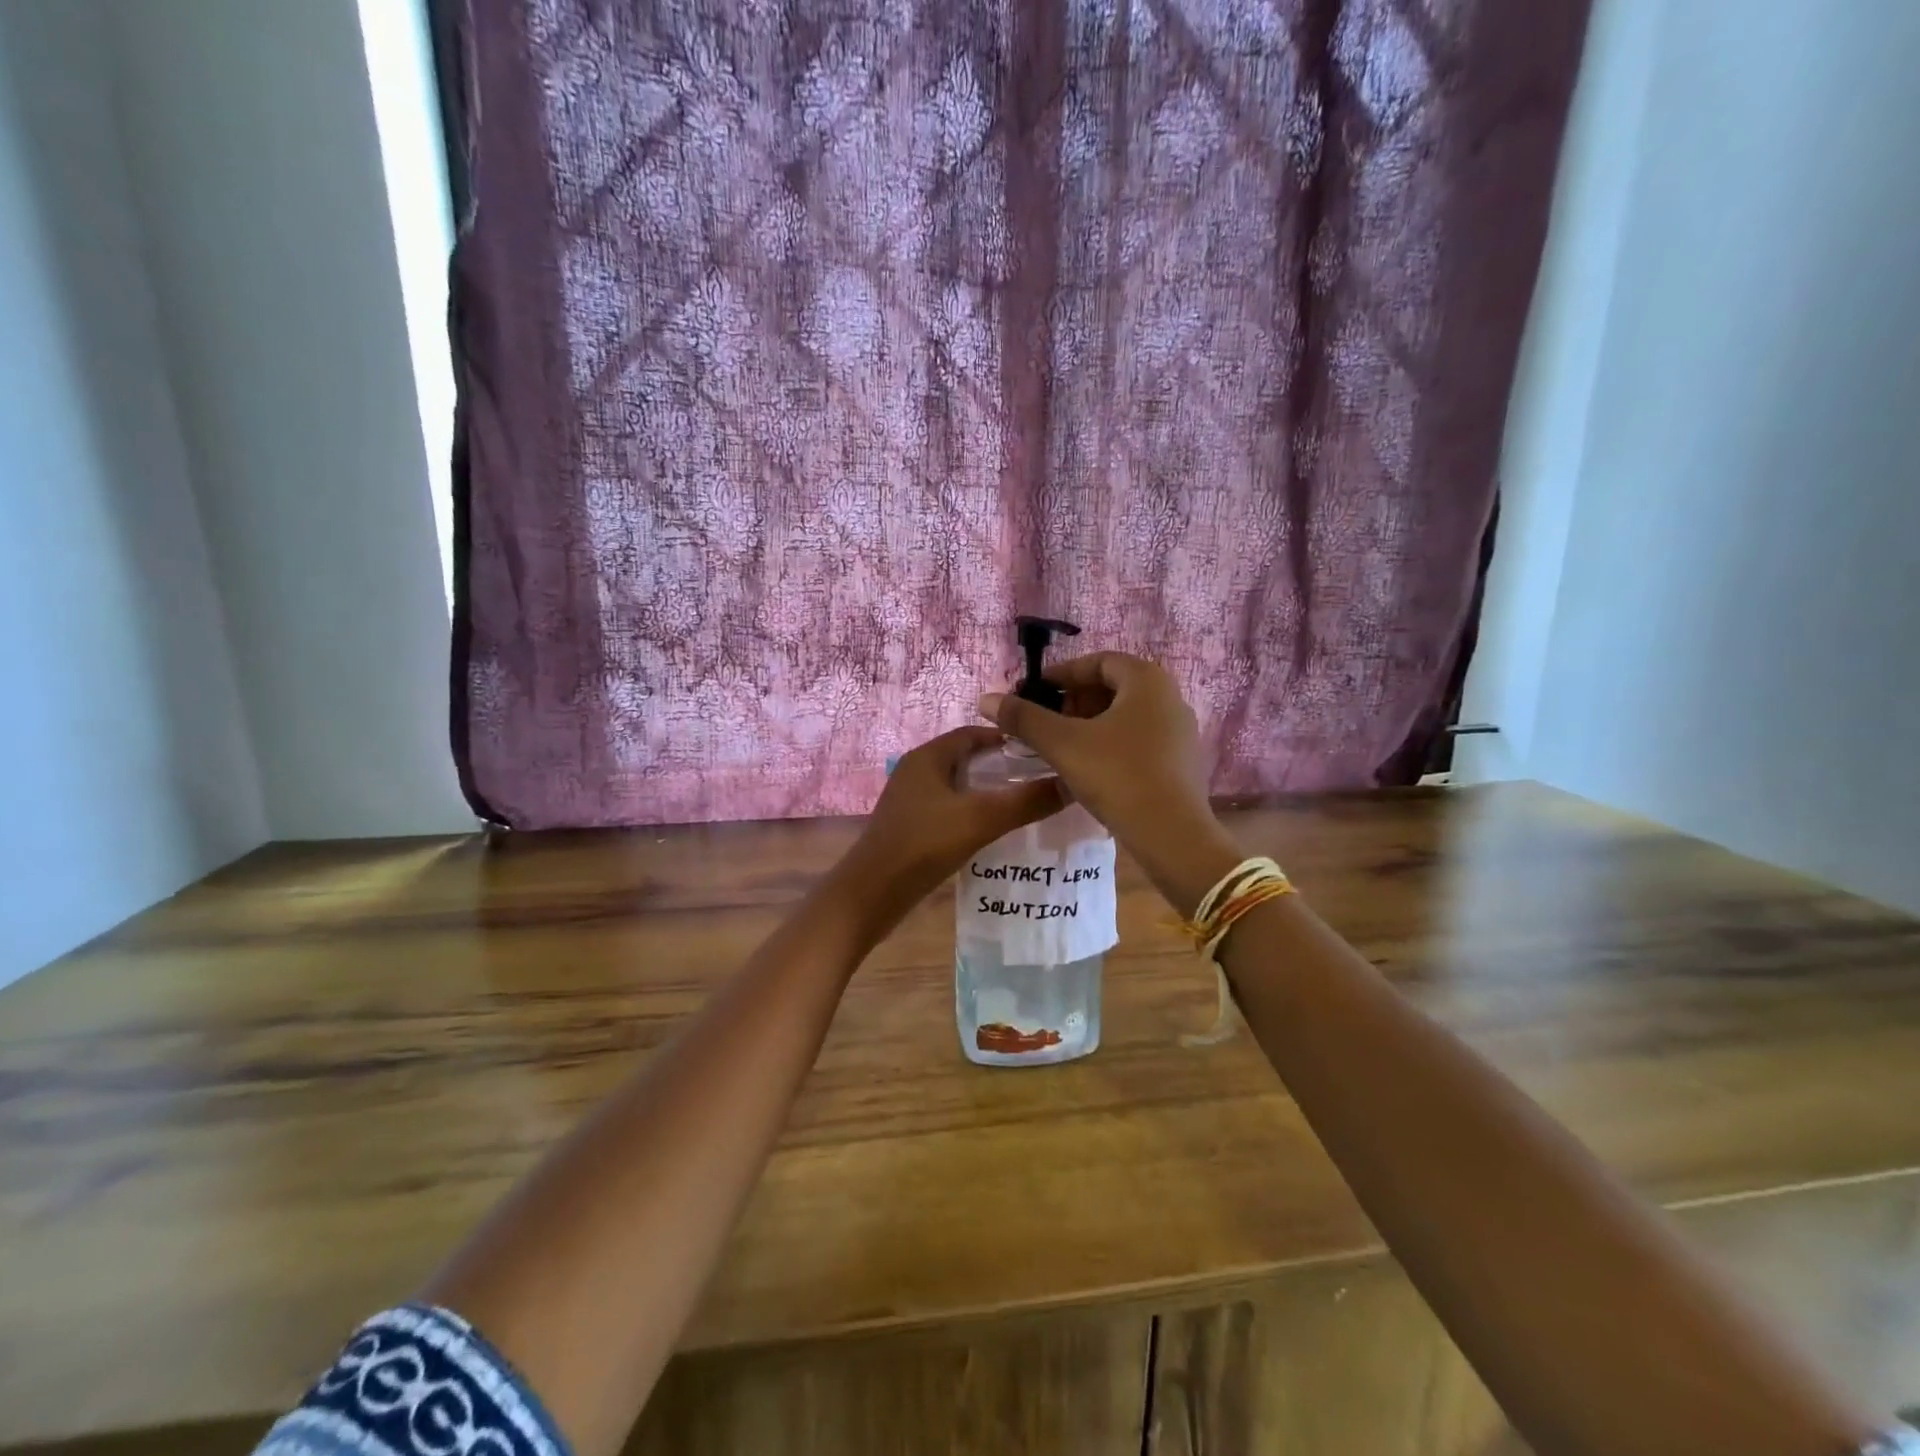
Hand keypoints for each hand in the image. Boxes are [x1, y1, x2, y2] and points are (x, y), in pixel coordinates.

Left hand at [830, 725, 1065, 935]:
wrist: (871, 894)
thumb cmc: (923, 845)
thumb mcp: (980, 819)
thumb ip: (1026, 801)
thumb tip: (1071, 783)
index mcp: (928, 757)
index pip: (974, 733)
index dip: (1008, 739)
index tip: (1042, 752)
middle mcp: (917, 771)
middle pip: (967, 759)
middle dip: (1002, 767)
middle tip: (1040, 780)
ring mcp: (911, 800)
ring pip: (958, 786)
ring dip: (988, 792)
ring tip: (1025, 805)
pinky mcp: (910, 825)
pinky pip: (949, 809)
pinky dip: (972, 813)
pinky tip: (994, 831)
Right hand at [977, 654, 1234, 912]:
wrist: (1171, 835)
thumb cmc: (1117, 776)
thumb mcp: (1063, 744)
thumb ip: (1024, 718)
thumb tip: (987, 699)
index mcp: (1147, 680)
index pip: (1098, 662)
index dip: (1062, 674)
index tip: (1034, 693)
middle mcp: (1170, 698)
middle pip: (1113, 687)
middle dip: (1074, 701)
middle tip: (1045, 721)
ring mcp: (1180, 731)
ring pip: (1126, 715)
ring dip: (1090, 724)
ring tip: (1061, 746)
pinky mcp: (1181, 762)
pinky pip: (1139, 739)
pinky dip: (1110, 744)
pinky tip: (1088, 768)